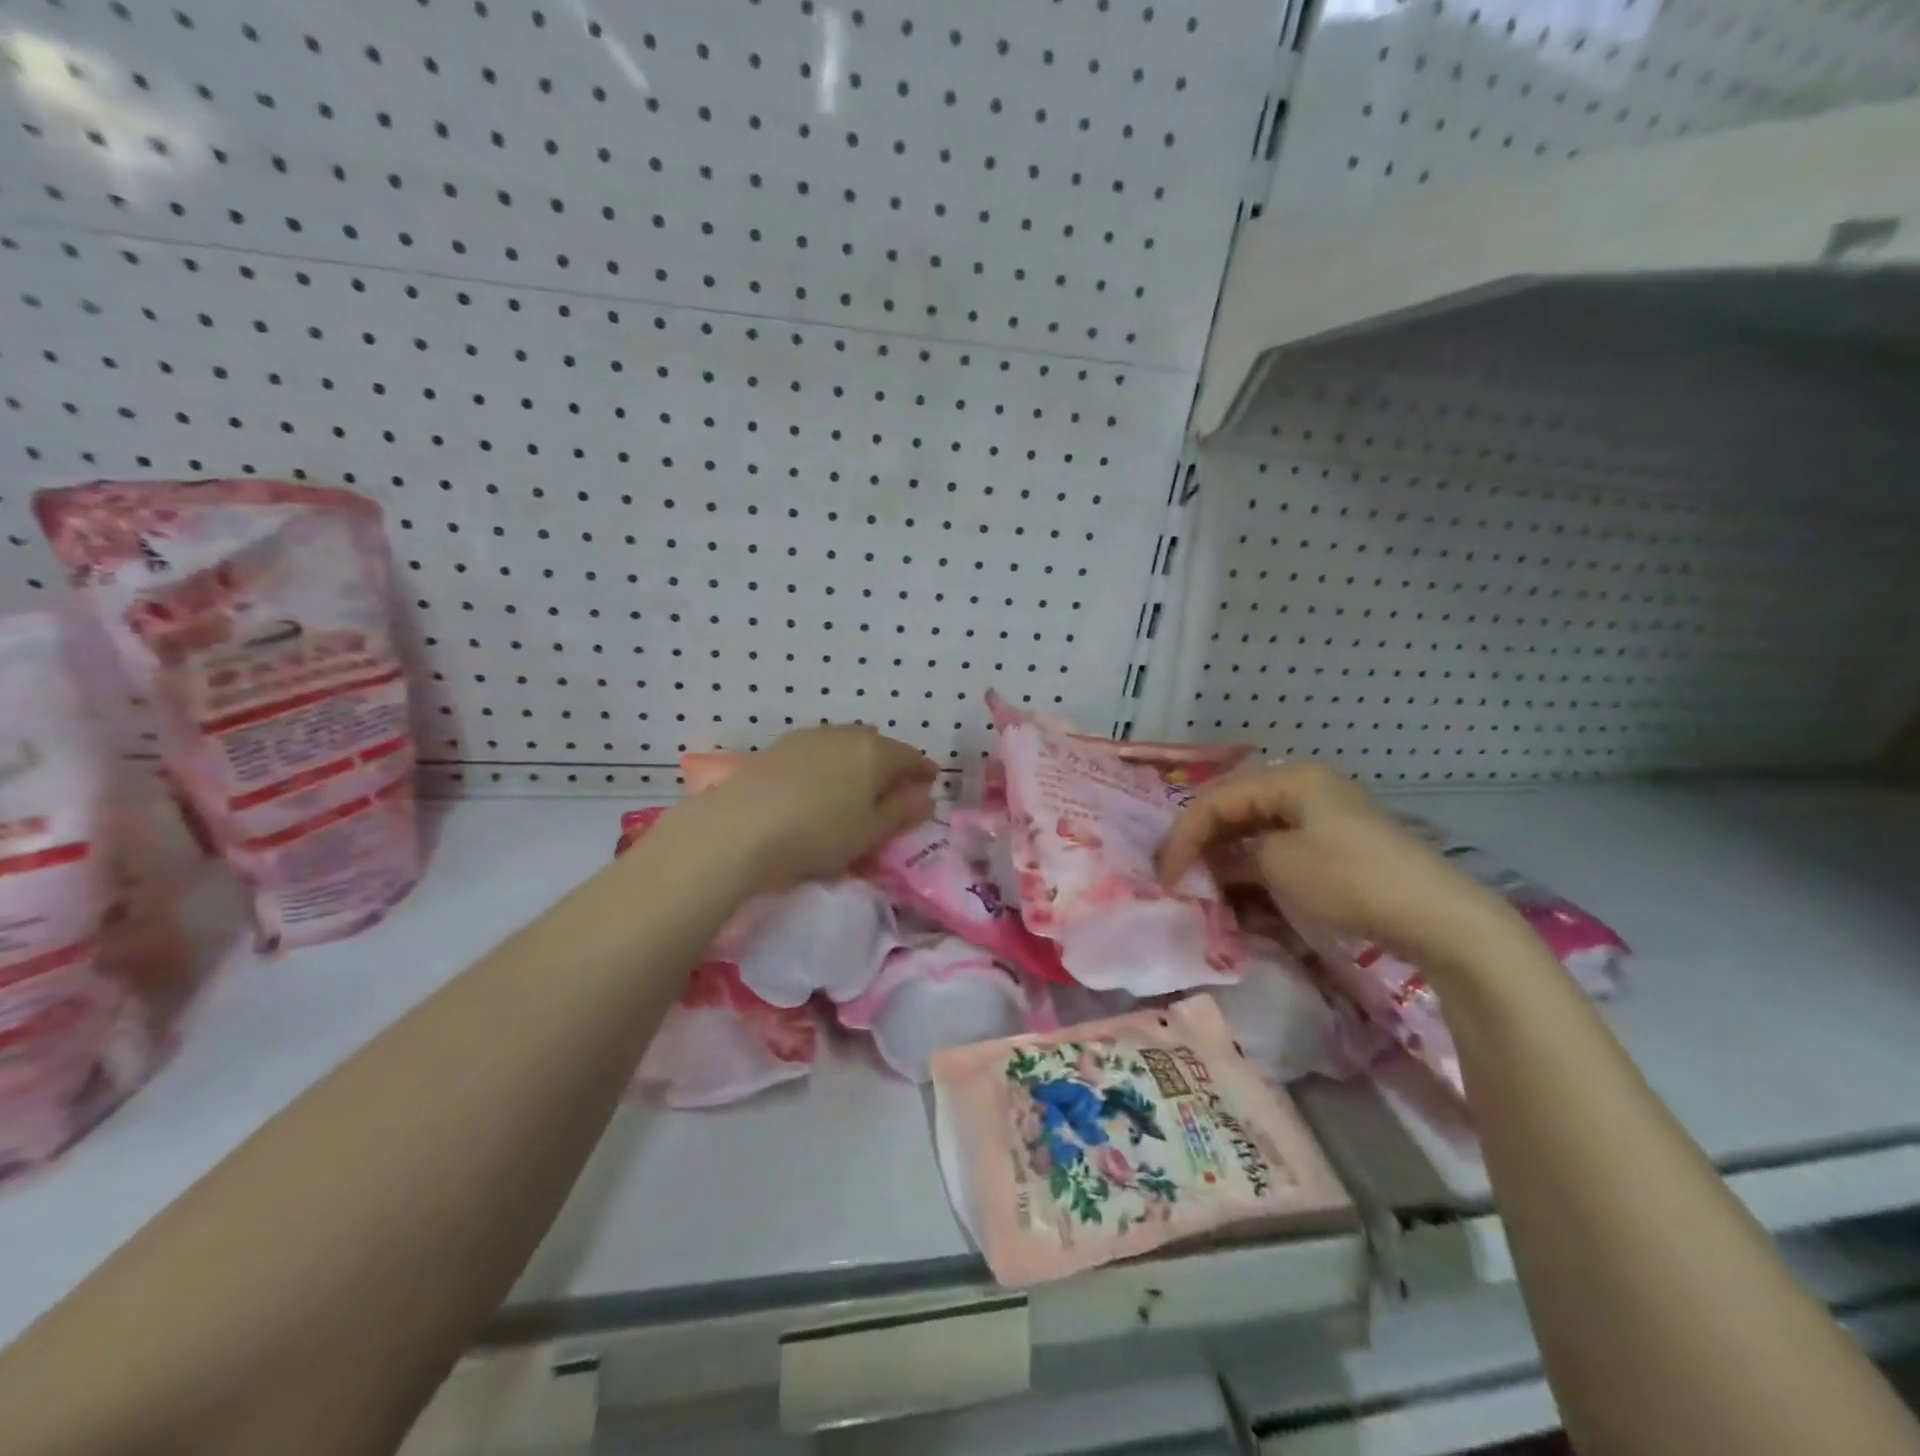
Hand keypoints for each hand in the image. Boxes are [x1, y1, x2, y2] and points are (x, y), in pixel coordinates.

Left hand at [691, 724, 936, 887]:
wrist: (740, 827)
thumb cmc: (818, 833)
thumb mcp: (870, 831)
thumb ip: (903, 812)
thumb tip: (926, 798)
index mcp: (875, 752)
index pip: (911, 756)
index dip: (923, 771)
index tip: (929, 785)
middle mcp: (845, 734)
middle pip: (877, 745)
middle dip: (890, 764)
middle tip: (893, 789)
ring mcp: (808, 737)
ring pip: (845, 744)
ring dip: (857, 761)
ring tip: (856, 785)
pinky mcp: (778, 747)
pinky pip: (817, 750)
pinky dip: (829, 763)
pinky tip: (820, 783)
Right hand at [1157, 761, 1520, 968]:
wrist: (1437, 918)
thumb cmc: (1350, 879)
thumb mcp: (1280, 865)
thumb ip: (1236, 856)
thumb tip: (1217, 863)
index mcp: (1291, 779)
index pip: (1217, 800)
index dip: (1184, 835)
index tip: (1164, 875)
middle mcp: (1305, 789)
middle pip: (1235, 811)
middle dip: (1202, 844)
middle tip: (1176, 877)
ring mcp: (1324, 819)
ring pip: (1256, 832)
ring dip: (1226, 859)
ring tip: (1202, 888)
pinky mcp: (1336, 848)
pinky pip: (1280, 851)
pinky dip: (1254, 870)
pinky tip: (1239, 893)